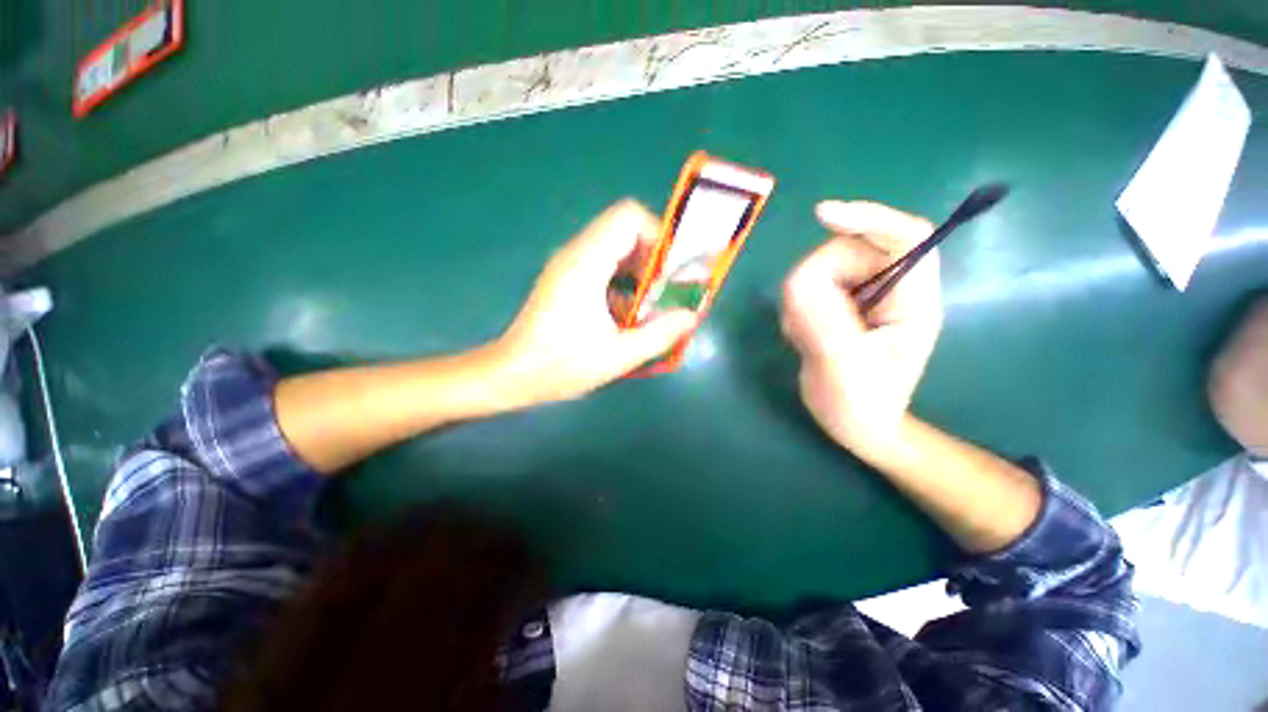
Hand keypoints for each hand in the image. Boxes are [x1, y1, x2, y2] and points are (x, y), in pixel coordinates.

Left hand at [492, 200, 696, 404]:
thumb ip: (660, 334)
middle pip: (625, 231)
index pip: (629, 217)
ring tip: (653, 306)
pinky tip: (629, 316)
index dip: (658, 237)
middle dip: (654, 258)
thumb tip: (691, 315)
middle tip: (668, 291)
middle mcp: (576, 254)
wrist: (513, 375)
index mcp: (586, 263)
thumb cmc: (560, 366)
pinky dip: (625, 284)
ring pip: (617, 250)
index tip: (673, 271)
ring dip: (640, 273)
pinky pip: (605, 268)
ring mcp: (570, 266)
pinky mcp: (568, 280)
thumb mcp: (618, 355)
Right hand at [781, 201, 942, 459]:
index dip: (866, 218)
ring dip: (804, 302)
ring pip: (821, 271)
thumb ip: (822, 319)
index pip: (902, 238)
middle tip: (805, 321)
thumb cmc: (860, 404)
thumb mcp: (842, 365)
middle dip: (820, 281)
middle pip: (848, 252)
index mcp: (913, 300)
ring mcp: (862, 295)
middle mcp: (890, 288)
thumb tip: (798, 281)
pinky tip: (803, 337)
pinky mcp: (839, 303)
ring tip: (807, 338)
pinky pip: (807, 290)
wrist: (855, 425)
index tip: (822, 215)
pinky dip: (797, 311)